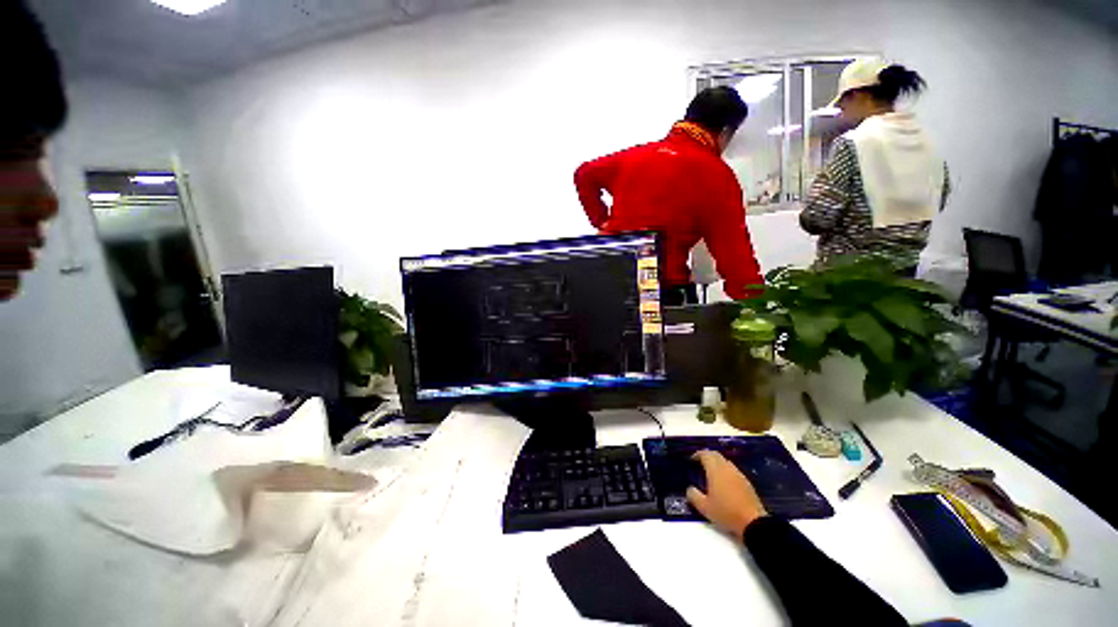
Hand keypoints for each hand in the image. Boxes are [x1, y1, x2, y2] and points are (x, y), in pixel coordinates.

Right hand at [686, 450, 767, 539]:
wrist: (754, 523)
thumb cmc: (726, 512)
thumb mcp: (704, 507)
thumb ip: (693, 495)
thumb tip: (690, 488)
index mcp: (715, 470)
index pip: (705, 454)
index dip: (697, 454)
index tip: (692, 460)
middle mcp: (727, 468)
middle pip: (716, 455)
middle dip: (707, 456)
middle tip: (700, 463)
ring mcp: (739, 475)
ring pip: (725, 462)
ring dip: (717, 463)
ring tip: (711, 473)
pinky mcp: (747, 482)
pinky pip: (733, 470)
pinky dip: (726, 471)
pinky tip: (724, 483)